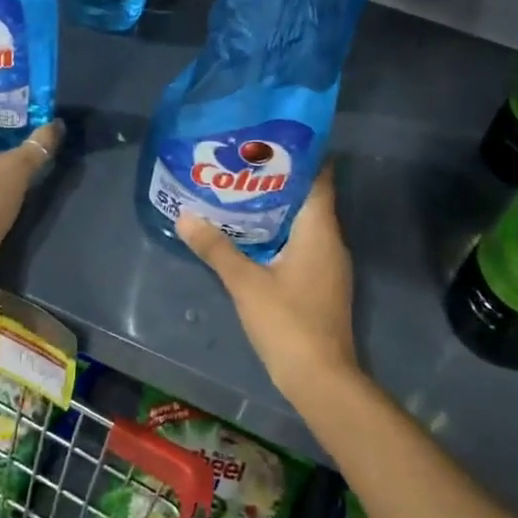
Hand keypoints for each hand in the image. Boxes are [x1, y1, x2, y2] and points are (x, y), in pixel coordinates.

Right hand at [177, 165, 358, 398]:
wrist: (321, 377)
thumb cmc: (288, 322)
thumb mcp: (245, 283)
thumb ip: (216, 248)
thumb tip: (185, 216)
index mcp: (320, 230)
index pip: (320, 178)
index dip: (300, 156)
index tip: (270, 140)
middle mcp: (331, 241)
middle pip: (310, 198)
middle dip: (279, 181)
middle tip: (243, 165)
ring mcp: (330, 265)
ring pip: (306, 224)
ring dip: (279, 209)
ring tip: (242, 195)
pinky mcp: (323, 284)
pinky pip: (304, 245)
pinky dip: (282, 235)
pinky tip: (254, 237)